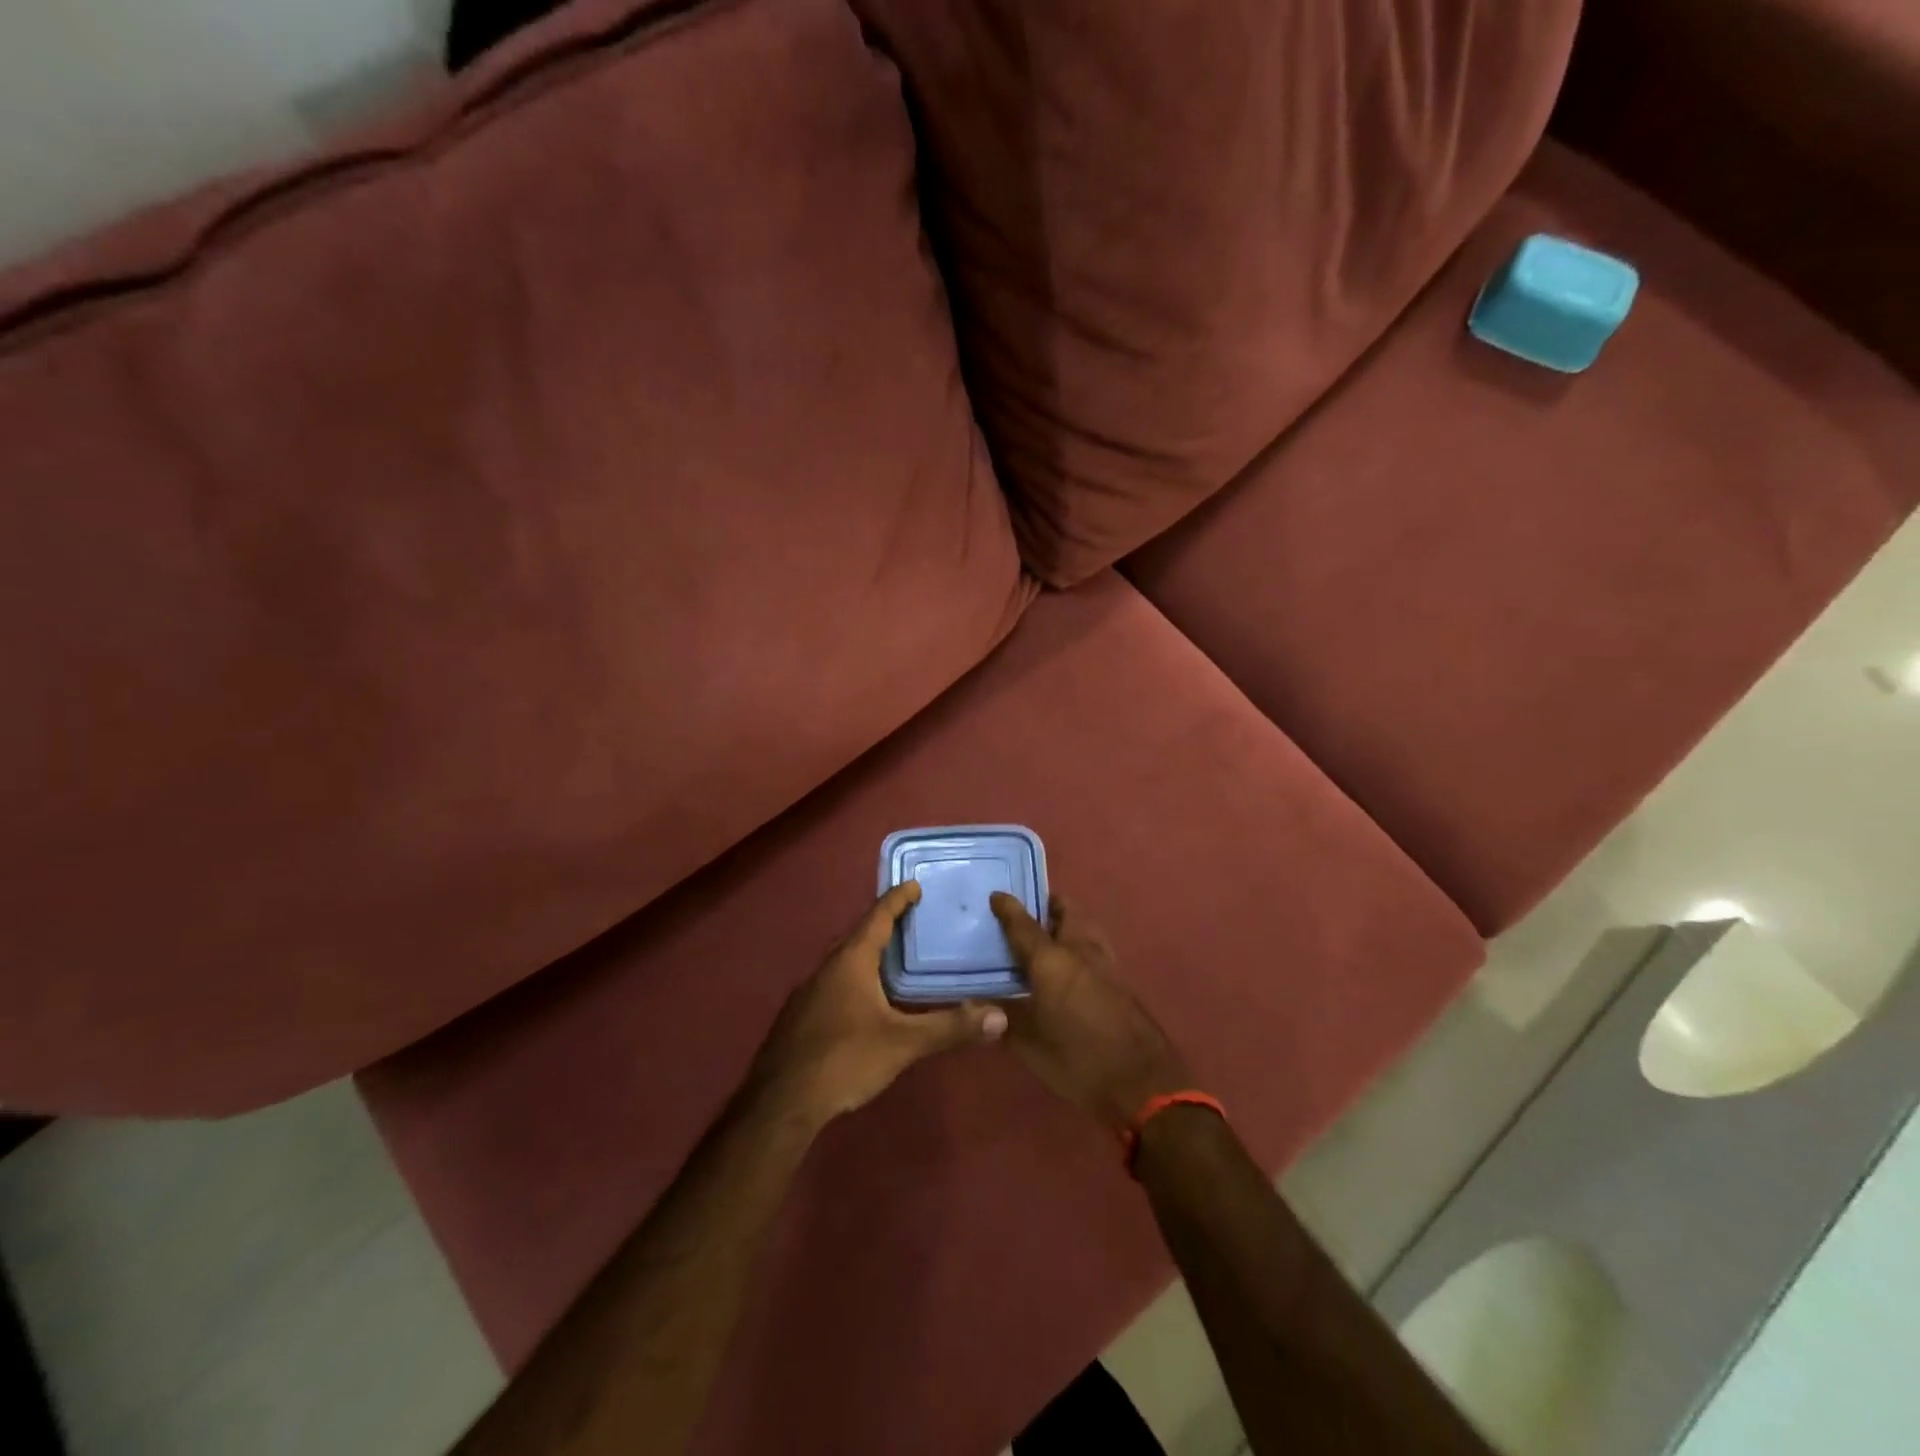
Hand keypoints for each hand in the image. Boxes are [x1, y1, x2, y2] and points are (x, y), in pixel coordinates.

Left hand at [750, 882, 1007, 1126]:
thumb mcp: (903, 1043)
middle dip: (883, 925)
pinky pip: (833, 984)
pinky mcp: (800, 1018)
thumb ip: (949, 1027)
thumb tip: (999, 1016)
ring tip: (893, 959)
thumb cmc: (844, 1059)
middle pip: (858, 936)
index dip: (897, 900)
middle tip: (911, 920)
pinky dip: (854, 979)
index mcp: (851, 961)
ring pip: (843, 962)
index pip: (877, 917)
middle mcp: (826, 968)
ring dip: (867, 954)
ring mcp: (808, 993)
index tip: (913, 885)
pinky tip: (865, 1002)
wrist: (780, 1103)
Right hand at [990, 893, 1190, 1134]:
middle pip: (1066, 912)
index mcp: (1052, 960)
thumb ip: (1002, 1018)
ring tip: (1048, 936)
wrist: (1142, 1083)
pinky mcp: (1121, 982)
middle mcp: (1080, 951)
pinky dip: (1080, 945)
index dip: (1008, 908)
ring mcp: (1106, 964)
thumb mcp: (1029, 1044)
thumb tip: (974, 1004)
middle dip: (1047, 905)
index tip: (996, 895)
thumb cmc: (1078, 1060)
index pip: (1024, 924)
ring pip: (1085, 927)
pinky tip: (1070, 967)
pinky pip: (1095, 948)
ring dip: (1067, 924)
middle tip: (1027, 913)